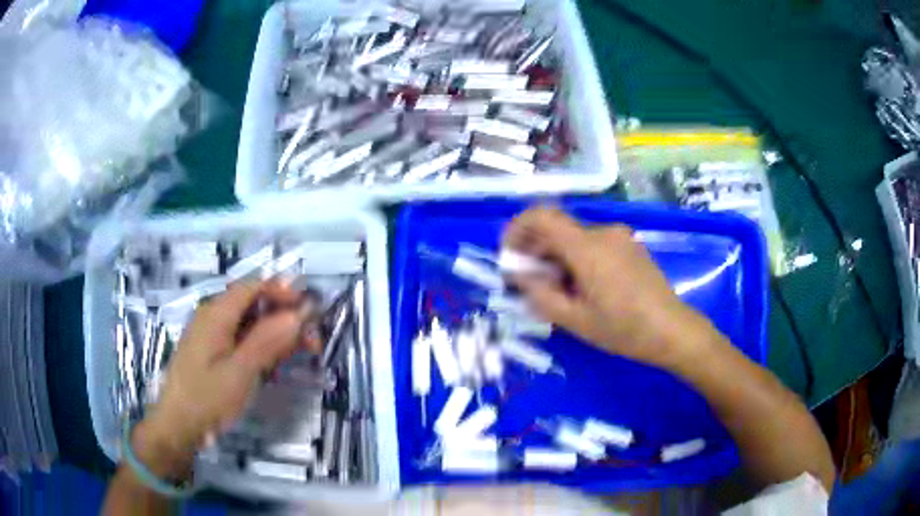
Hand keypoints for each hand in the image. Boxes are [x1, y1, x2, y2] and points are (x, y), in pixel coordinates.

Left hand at [132, 280, 306, 478]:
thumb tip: (299, 314)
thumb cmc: (207, 397)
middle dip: (285, 317)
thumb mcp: (240, 372)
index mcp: (217, 313)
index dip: (283, 292)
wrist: (178, 425)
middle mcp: (213, 316)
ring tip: (301, 352)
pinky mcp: (213, 352)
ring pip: (250, 324)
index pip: (253, 287)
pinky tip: (275, 363)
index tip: (310, 310)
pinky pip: (241, 340)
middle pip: (254, 304)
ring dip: (277, 333)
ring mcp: (212, 335)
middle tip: (312, 340)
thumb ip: (268, 340)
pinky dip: (262, 347)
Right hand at [503, 207, 708, 368]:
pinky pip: (593, 245)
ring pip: (575, 239)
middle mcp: (603, 233)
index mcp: (588, 248)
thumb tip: (519, 275)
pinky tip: (583, 288)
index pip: (542, 216)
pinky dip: (577, 259)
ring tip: (558, 292)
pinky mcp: (630, 246)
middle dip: (536, 251)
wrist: (673, 330)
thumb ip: (540, 295)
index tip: (510, 254)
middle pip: (558, 230)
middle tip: (529, 284)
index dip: (518, 228)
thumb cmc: (624, 329)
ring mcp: (620, 237)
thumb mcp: (576, 320)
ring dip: (557, 258)